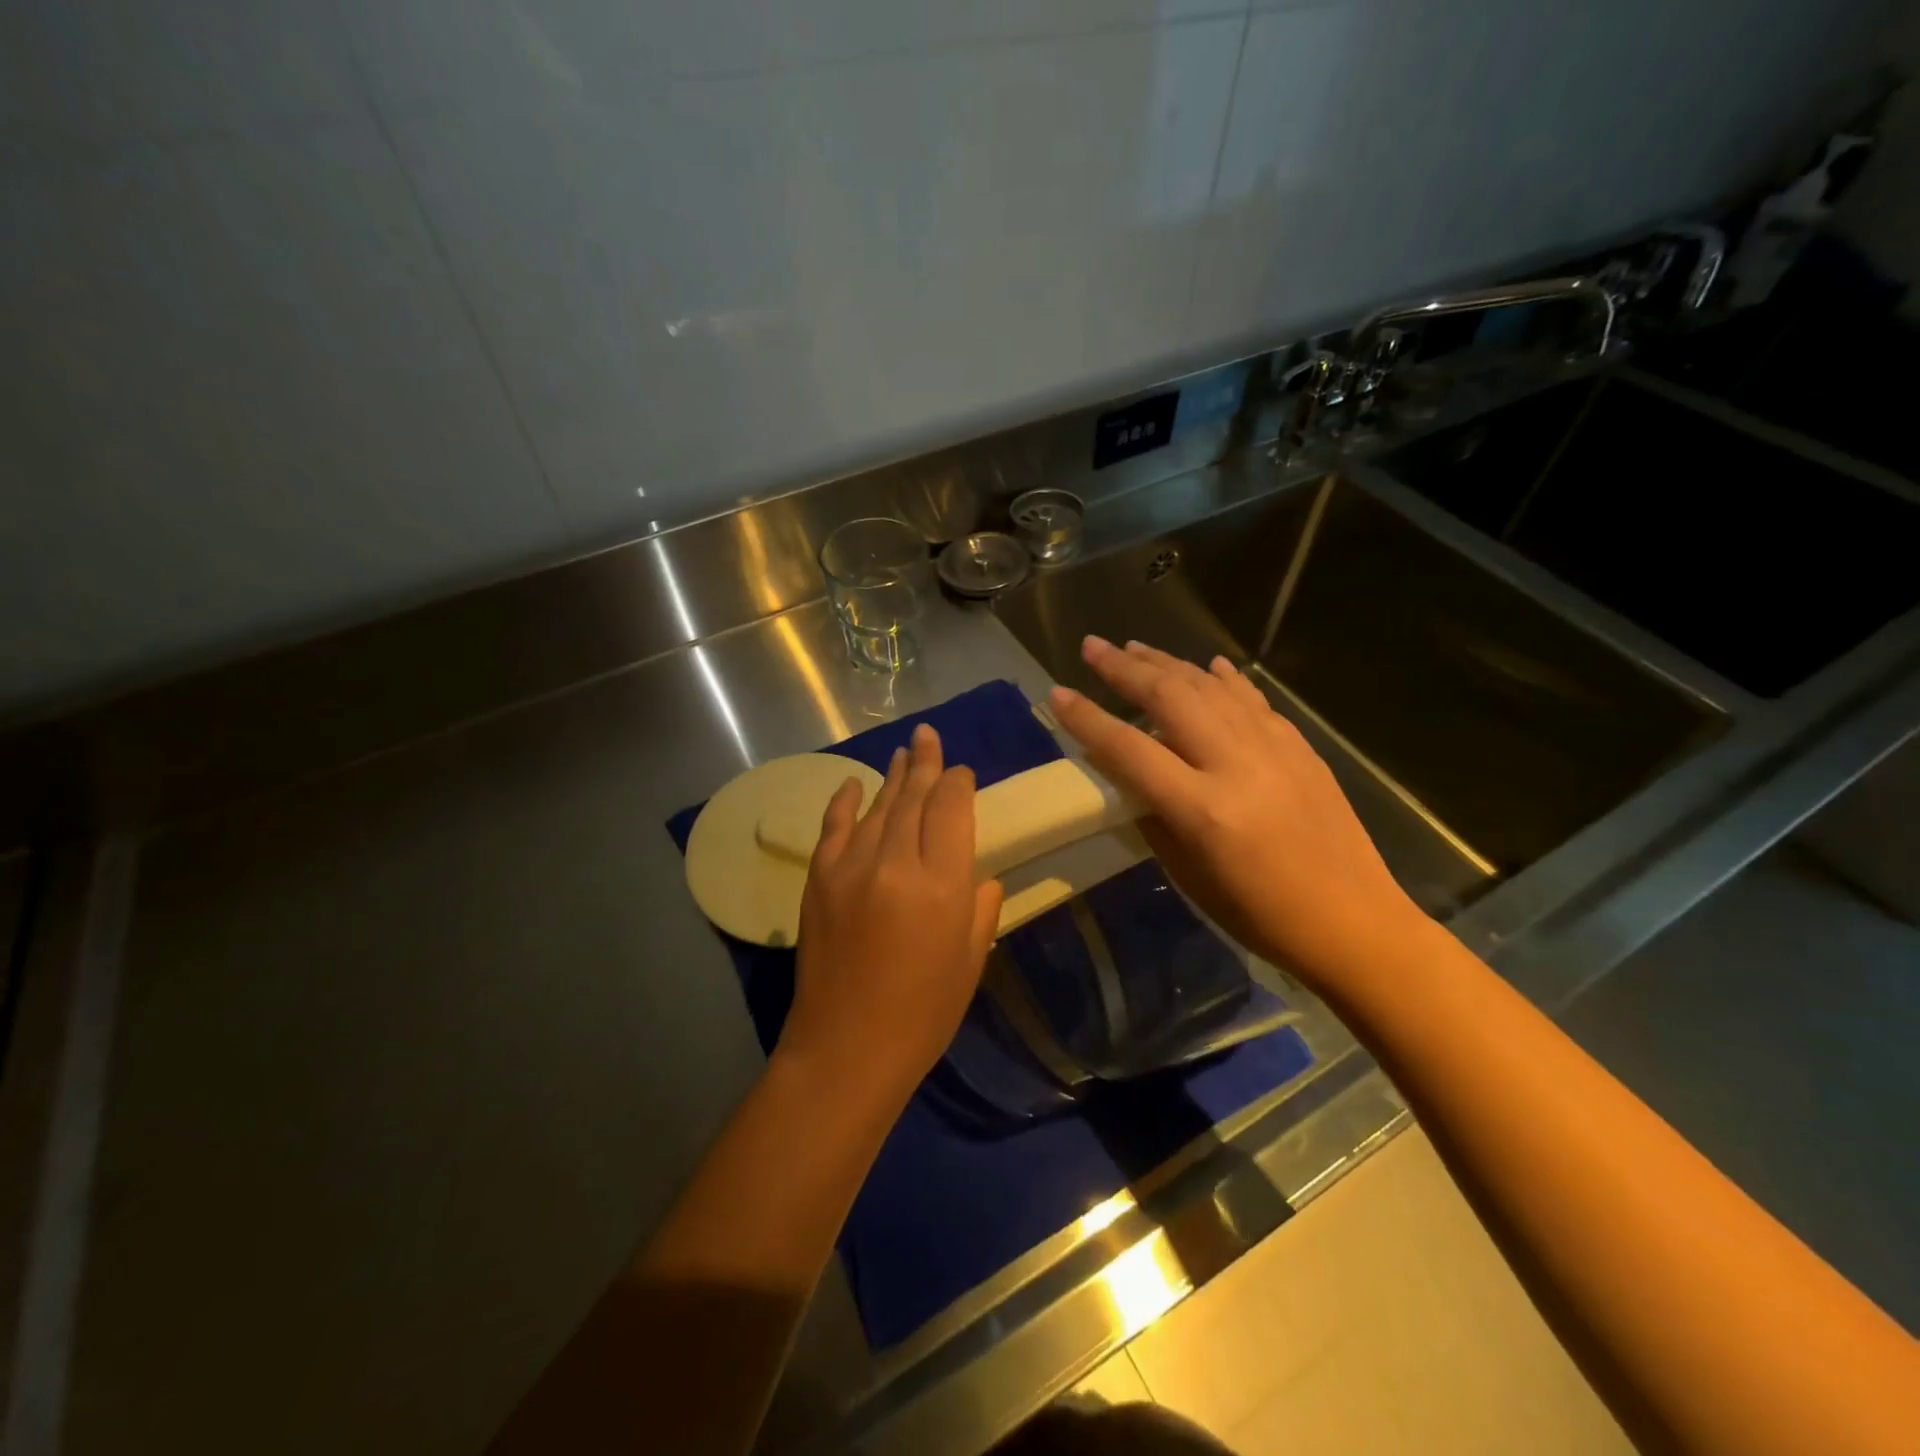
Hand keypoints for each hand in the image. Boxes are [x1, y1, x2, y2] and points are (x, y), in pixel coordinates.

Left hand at [782, 723, 1003, 1105]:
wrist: (846, 1050)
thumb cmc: (923, 1014)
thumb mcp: (971, 959)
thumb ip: (980, 905)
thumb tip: (976, 872)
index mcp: (941, 884)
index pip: (952, 809)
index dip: (959, 783)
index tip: (963, 772)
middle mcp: (894, 863)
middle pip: (914, 797)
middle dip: (926, 763)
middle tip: (930, 736)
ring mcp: (850, 867)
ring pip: (878, 806)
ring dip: (893, 776)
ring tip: (905, 751)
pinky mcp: (819, 880)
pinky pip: (834, 827)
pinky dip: (845, 801)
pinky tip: (854, 783)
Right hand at [1049, 636, 1423, 993]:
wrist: (1353, 922)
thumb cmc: (1260, 915)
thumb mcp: (1189, 875)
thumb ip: (1153, 816)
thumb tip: (1126, 774)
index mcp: (1203, 808)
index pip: (1130, 749)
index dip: (1088, 719)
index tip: (1057, 694)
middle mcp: (1237, 764)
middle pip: (1170, 698)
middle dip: (1124, 668)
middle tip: (1092, 646)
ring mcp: (1274, 749)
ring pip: (1210, 687)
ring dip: (1168, 662)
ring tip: (1134, 646)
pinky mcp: (1299, 747)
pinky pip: (1253, 700)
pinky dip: (1224, 679)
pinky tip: (1208, 664)